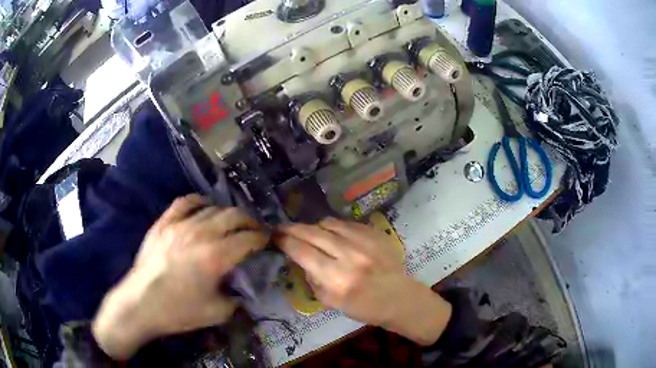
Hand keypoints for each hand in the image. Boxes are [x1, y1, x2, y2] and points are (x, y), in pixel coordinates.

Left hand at [92, 195, 269, 359]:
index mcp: (217, 256)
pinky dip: (199, 201)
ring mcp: (180, 225)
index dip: (262, 237)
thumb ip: (238, 298)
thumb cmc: (179, 311)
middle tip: (255, 229)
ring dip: (227, 214)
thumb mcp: (218, 313)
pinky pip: (185, 202)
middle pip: (234, 216)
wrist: (141, 304)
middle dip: (250, 221)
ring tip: (232, 222)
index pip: (248, 238)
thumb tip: (245, 288)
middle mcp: (201, 234)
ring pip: (212, 208)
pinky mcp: (164, 223)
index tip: (268, 240)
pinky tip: (204, 207)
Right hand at [275, 218, 451, 344]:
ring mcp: (364, 241)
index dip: (285, 241)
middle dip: (293, 228)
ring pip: (328, 223)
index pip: (302, 252)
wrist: (399, 297)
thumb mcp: (331, 302)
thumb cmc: (364, 307)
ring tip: (309, 232)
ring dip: (314, 227)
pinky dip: (334, 227)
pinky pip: (346, 223)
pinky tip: (332, 234)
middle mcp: (349, 256)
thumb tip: (300, 259)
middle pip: (312, 233)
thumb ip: (313, 279)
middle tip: (282, 228)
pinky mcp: (374, 233)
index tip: (275, 236)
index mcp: (336, 279)